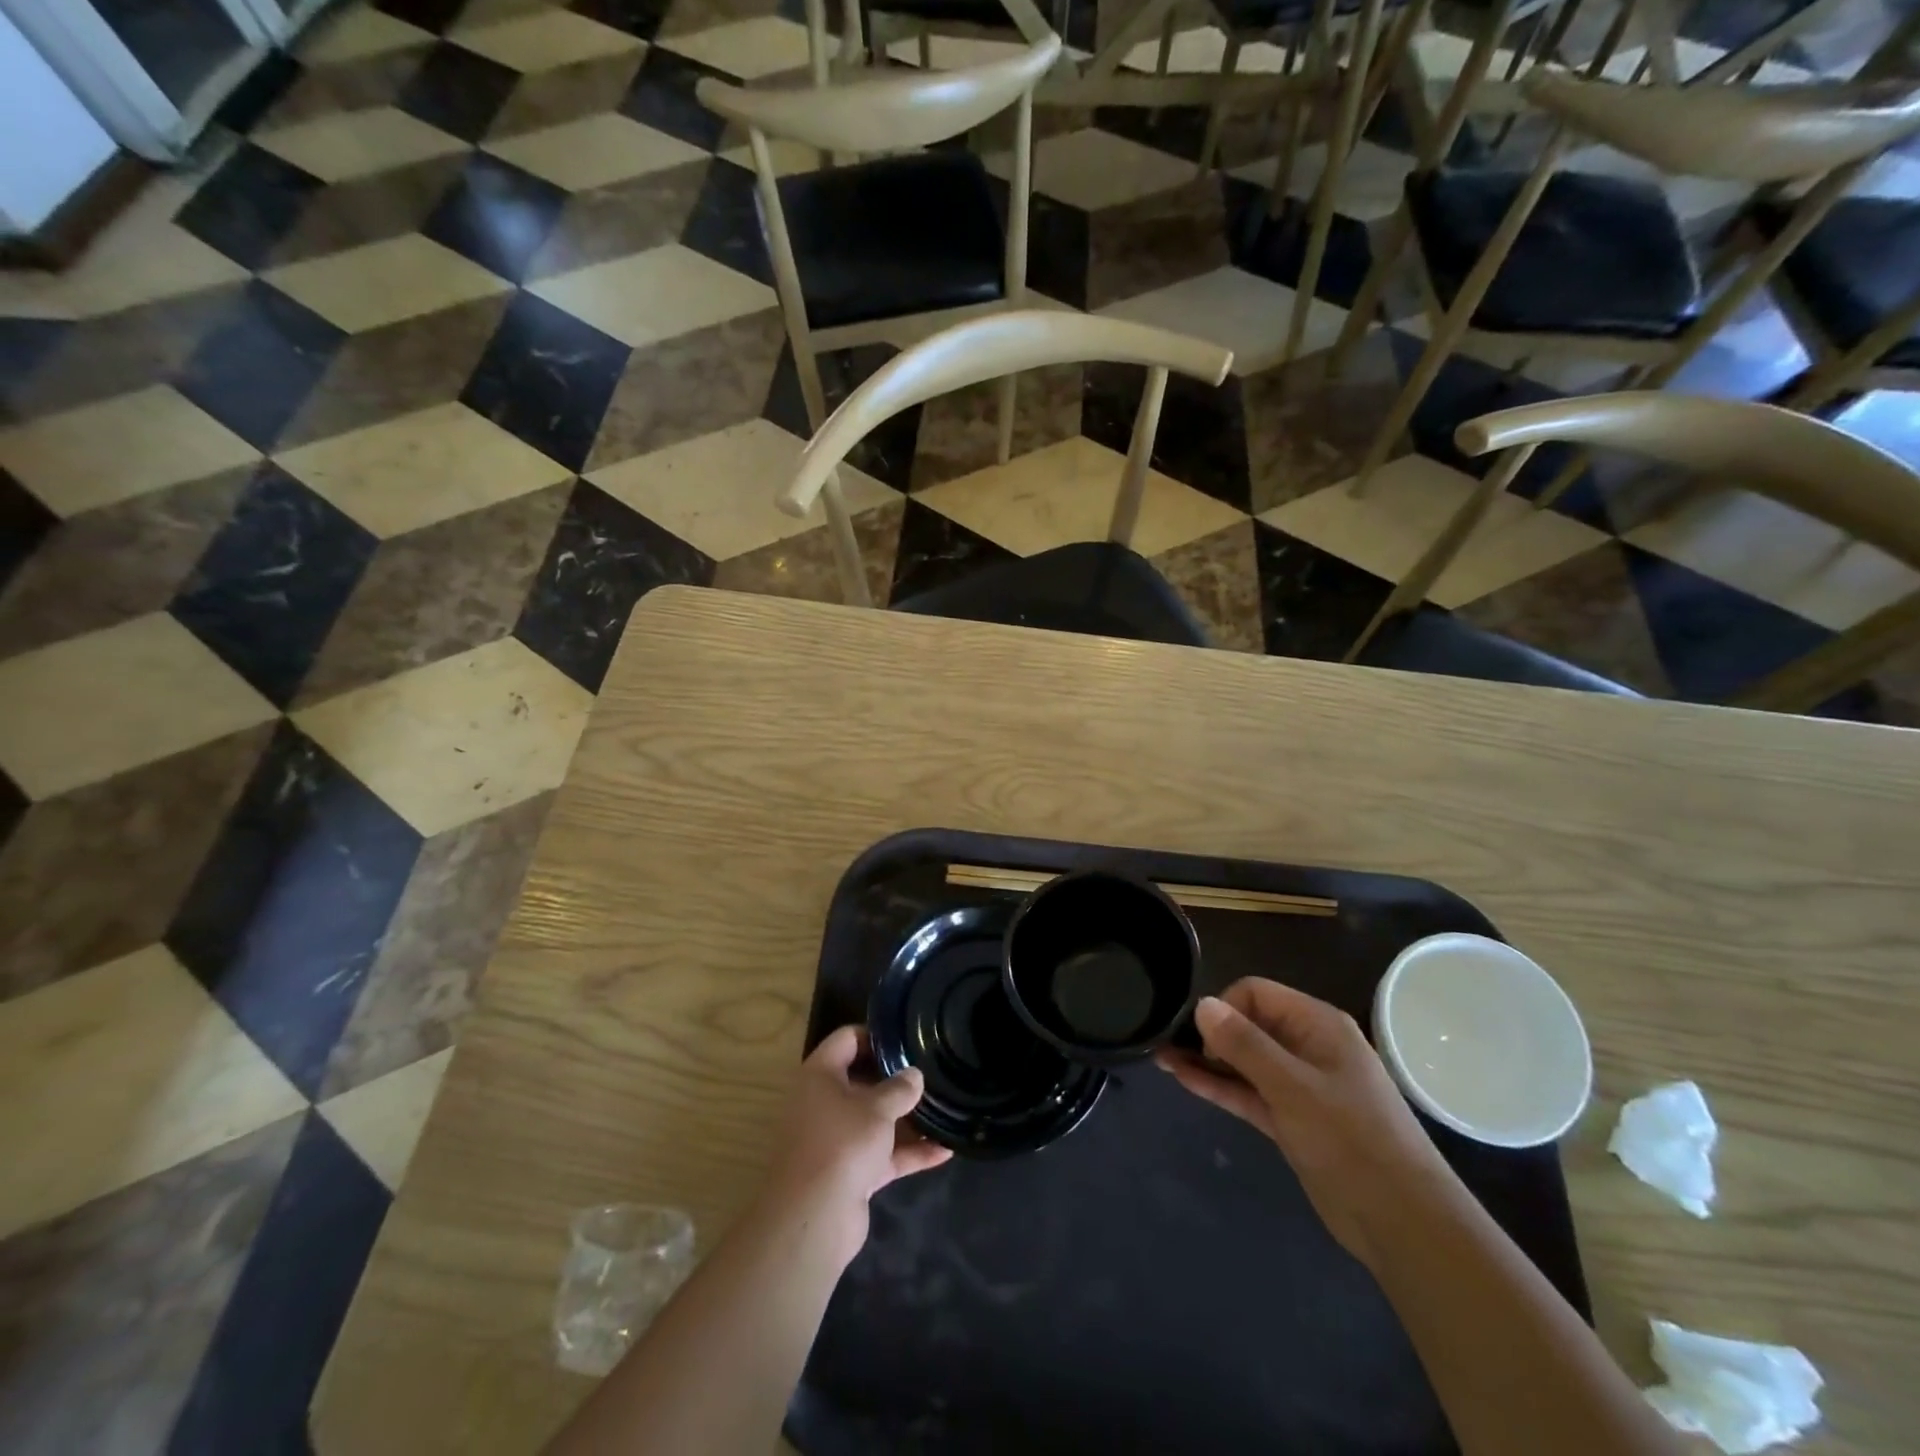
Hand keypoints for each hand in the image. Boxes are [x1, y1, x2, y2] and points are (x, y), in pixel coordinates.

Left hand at [760, 1025, 951, 1262]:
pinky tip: (944, 1151)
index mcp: (820, 1076)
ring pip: (875, 1121)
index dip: (875, 1035)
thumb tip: (914, 1075)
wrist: (813, 1219)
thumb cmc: (842, 1143)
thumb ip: (900, 1088)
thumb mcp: (877, 1108)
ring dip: (907, 1119)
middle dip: (896, 1080)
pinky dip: (909, 1153)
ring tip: (944, 1108)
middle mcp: (824, 1104)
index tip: (907, 1039)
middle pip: (862, 1081)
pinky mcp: (850, 1174)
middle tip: (930, 1072)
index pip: (846, 1039)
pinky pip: (883, 1155)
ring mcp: (837, 1140)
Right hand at [1158, 979, 1459, 1268]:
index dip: (1224, 1008)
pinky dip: (1219, 1086)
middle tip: (1166, 1044)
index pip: (1255, 993)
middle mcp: (1307, 1047)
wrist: (1403, 1222)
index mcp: (1317, 1025)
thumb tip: (1202, 1003)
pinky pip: (1248, 1092)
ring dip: (1206, 1059)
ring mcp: (1300, 1086)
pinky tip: (1182, 1079)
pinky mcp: (1292, 1120)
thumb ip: (1245, 1045)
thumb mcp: (1293, 1088)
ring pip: (1244, 1061)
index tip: (1201, 1039)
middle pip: (1248, 1024)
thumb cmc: (1351, 1140)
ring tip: (1160, 1056)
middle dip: (1208, 1032)